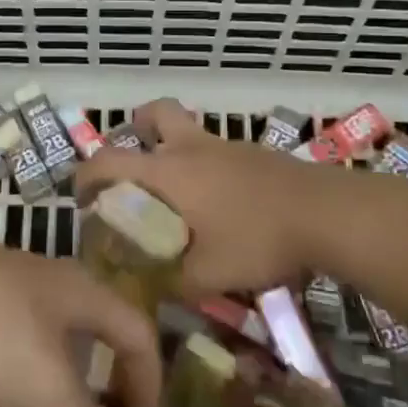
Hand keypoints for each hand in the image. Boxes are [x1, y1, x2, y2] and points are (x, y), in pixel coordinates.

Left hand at [0, 228, 161, 406]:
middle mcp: (52, 282)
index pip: (138, 332)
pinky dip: (20, 375)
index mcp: (83, 292)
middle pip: (96, 330)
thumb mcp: (48, 389)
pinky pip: (12, 340)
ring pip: (51, 336)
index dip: (152, 384)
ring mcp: (7, 287)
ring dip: (62, 381)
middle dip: (107, 381)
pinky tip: (1, 399)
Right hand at [75, 98, 376, 296]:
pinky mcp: (256, 155)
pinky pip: (216, 151)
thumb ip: (173, 283)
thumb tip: (151, 293)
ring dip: (175, 150)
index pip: (110, 159)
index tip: (80, 198)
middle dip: (137, 127)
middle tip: (135, 164)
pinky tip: (220, 205)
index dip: (86, 175)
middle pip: (155, 112)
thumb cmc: (258, 238)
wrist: (326, 213)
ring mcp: (227, 147)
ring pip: (190, 130)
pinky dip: (206, 168)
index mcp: (169, 171)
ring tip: (178, 195)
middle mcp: (193, 148)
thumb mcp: (208, 274)